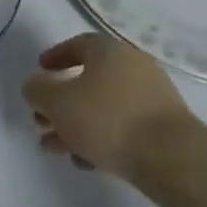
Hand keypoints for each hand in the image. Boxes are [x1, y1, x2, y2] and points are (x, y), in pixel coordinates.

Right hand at [20, 33, 192, 175]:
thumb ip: (37, 91)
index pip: (78, 44)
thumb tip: (35, 87)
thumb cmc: (107, 119)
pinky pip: (123, 127)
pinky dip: (101, 138)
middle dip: (60, 103)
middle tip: (41, 121)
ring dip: (76, 125)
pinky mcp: (163, 128)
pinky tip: (87, 162)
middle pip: (88, 81)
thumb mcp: (57, 102)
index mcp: (109, 51)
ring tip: (56, 149)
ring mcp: (152, 98)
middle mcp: (134, 67)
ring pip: (103, 107)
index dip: (55, 57)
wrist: (171, 158)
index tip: (40, 72)